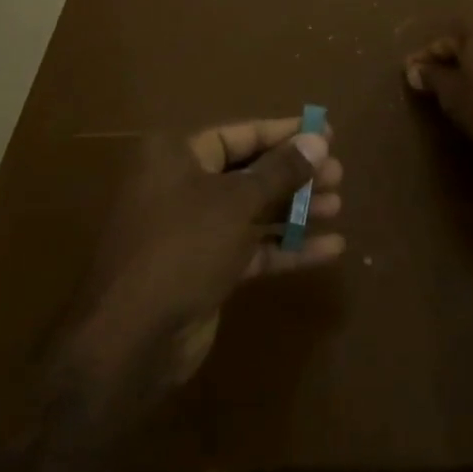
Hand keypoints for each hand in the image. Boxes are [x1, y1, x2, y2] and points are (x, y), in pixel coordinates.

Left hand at [68, 118, 344, 397]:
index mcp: (178, 156)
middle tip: (339, 174)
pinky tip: (329, 249)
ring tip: (338, 206)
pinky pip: (252, 248)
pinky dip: (286, 247)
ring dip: (296, 209)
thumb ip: (281, 171)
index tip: (325, 133)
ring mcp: (194, 231)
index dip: (284, 133)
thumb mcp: (237, 202)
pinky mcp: (206, 268)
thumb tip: (319, 139)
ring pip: (253, 211)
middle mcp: (183, 186)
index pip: (240, 134)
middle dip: (295, 174)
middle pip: (249, 172)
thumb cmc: (184, 247)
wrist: (133, 338)